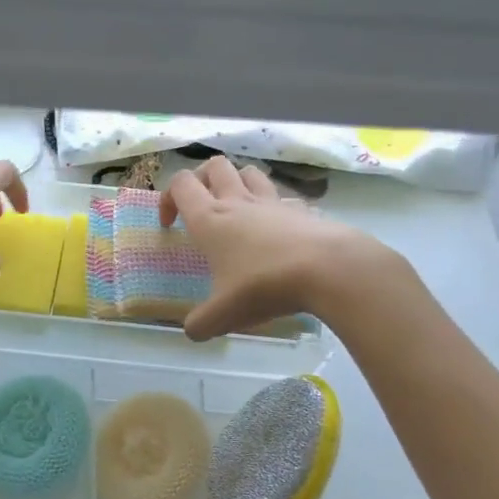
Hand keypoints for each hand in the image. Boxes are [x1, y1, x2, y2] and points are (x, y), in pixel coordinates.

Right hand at [160, 157, 396, 339]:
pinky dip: (274, 206)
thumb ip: (201, 323)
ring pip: (249, 172)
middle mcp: (238, 202)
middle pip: (214, 166)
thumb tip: (191, 331)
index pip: (180, 184)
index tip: (170, 224)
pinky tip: (277, 229)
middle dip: (202, 179)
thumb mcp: (224, 314)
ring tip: (237, 208)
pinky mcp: (302, 210)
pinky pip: (283, 198)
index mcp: (210, 219)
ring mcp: (272, 203)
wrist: (329, 269)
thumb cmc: (264, 285)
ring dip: (238, 182)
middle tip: (202, 205)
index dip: (168, 198)